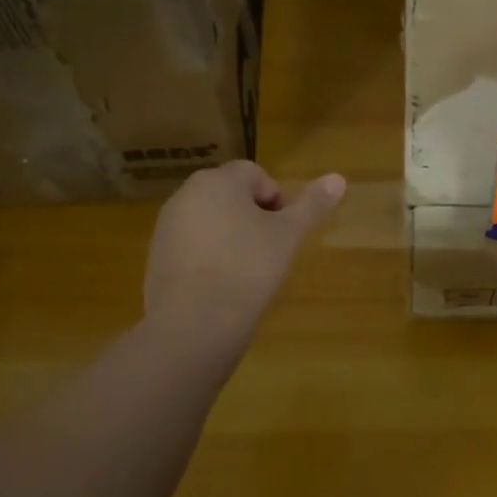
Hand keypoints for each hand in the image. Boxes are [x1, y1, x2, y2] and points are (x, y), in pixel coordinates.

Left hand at [144, 162, 345, 336]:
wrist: (194, 323)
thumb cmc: (248, 269)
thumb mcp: (288, 236)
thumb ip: (313, 205)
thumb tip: (339, 178)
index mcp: (218, 181)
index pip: (254, 173)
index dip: (276, 198)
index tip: (284, 231)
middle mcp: (186, 194)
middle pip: (229, 194)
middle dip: (253, 215)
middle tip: (270, 248)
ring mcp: (166, 225)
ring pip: (210, 219)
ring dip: (231, 234)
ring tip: (247, 269)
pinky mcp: (156, 255)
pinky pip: (191, 243)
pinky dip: (209, 255)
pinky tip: (221, 284)